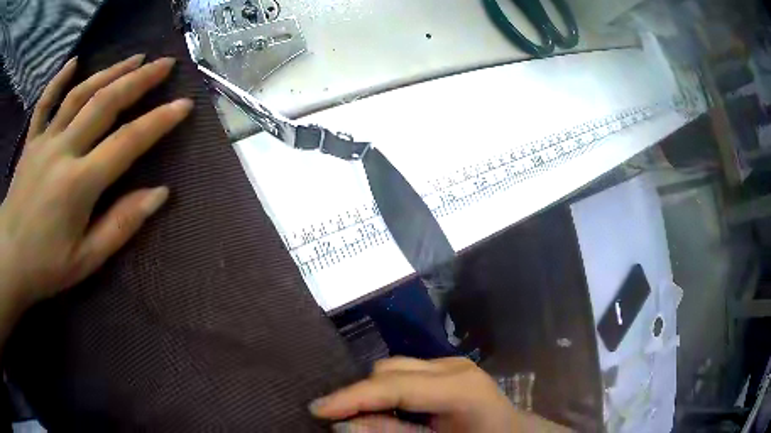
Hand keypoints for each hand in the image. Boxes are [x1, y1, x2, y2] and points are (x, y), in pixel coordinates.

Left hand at [0, 54, 191, 316]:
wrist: (10, 260)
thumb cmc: (46, 267)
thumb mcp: (86, 260)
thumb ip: (120, 225)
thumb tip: (159, 194)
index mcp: (78, 184)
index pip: (126, 143)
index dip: (158, 122)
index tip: (183, 104)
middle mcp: (62, 151)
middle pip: (105, 103)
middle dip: (138, 80)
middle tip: (164, 64)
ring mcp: (44, 141)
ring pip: (80, 95)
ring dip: (110, 72)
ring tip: (134, 58)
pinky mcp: (31, 141)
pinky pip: (45, 102)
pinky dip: (59, 79)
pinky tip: (75, 62)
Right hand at [310, 357, 571, 431]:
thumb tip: (343, 426)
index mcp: (459, 388)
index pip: (394, 385)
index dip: (351, 397)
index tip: (316, 409)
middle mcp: (453, 366)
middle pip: (389, 369)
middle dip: (358, 394)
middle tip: (334, 418)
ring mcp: (451, 363)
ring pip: (393, 367)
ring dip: (371, 391)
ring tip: (359, 416)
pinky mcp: (446, 368)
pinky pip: (404, 373)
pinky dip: (387, 389)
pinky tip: (385, 409)